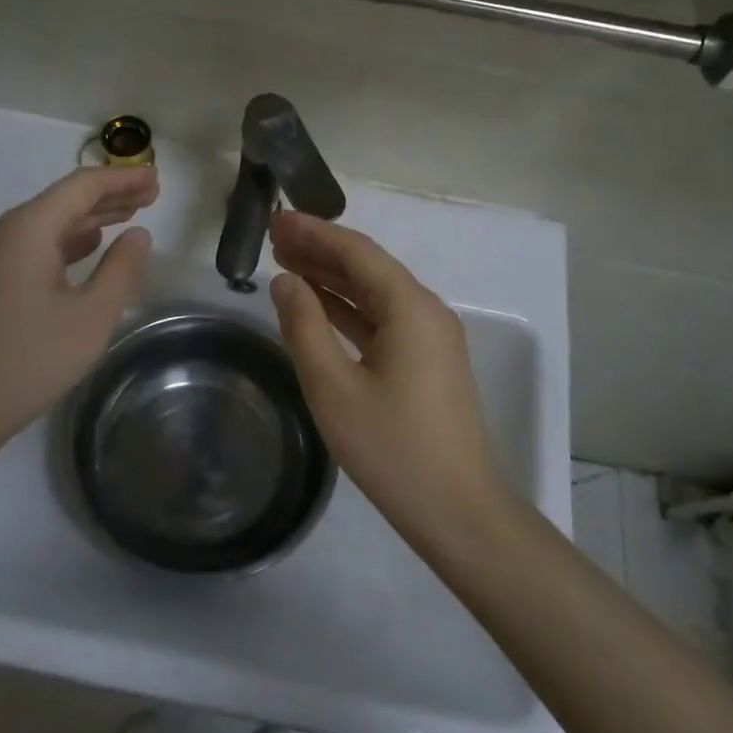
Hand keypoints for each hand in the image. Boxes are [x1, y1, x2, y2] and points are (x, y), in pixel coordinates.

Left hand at [0, 166, 157, 450]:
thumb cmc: (26, 361)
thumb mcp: (90, 318)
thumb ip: (121, 271)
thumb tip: (139, 234)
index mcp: (28, 229)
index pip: (82, 186)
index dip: (122, 178)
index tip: (156, 178)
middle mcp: (5, 233)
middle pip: (64, 201)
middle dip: (109, 196)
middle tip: (151, 195)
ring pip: (48, 226)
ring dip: (90, 220)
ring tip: (128, 218)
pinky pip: (34, 248)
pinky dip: (68, 244)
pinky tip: (86, 252)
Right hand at [267, 212, 507, 541]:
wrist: (459, 512)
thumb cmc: (393, 449)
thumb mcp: (334, 388)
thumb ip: (304, 327)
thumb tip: (285, 281)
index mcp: (411, 308)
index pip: (357, 252)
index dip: (314, 232)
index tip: (276, 219)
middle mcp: (426, 312)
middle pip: (367, 267)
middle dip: (320, 250)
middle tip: (273, 239)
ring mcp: (430, 338)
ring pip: (374, 294)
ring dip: (332, 278)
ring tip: (285, 264)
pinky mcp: (427, 362)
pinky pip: (382, 320)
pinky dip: (348, 309)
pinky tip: (317, 307)